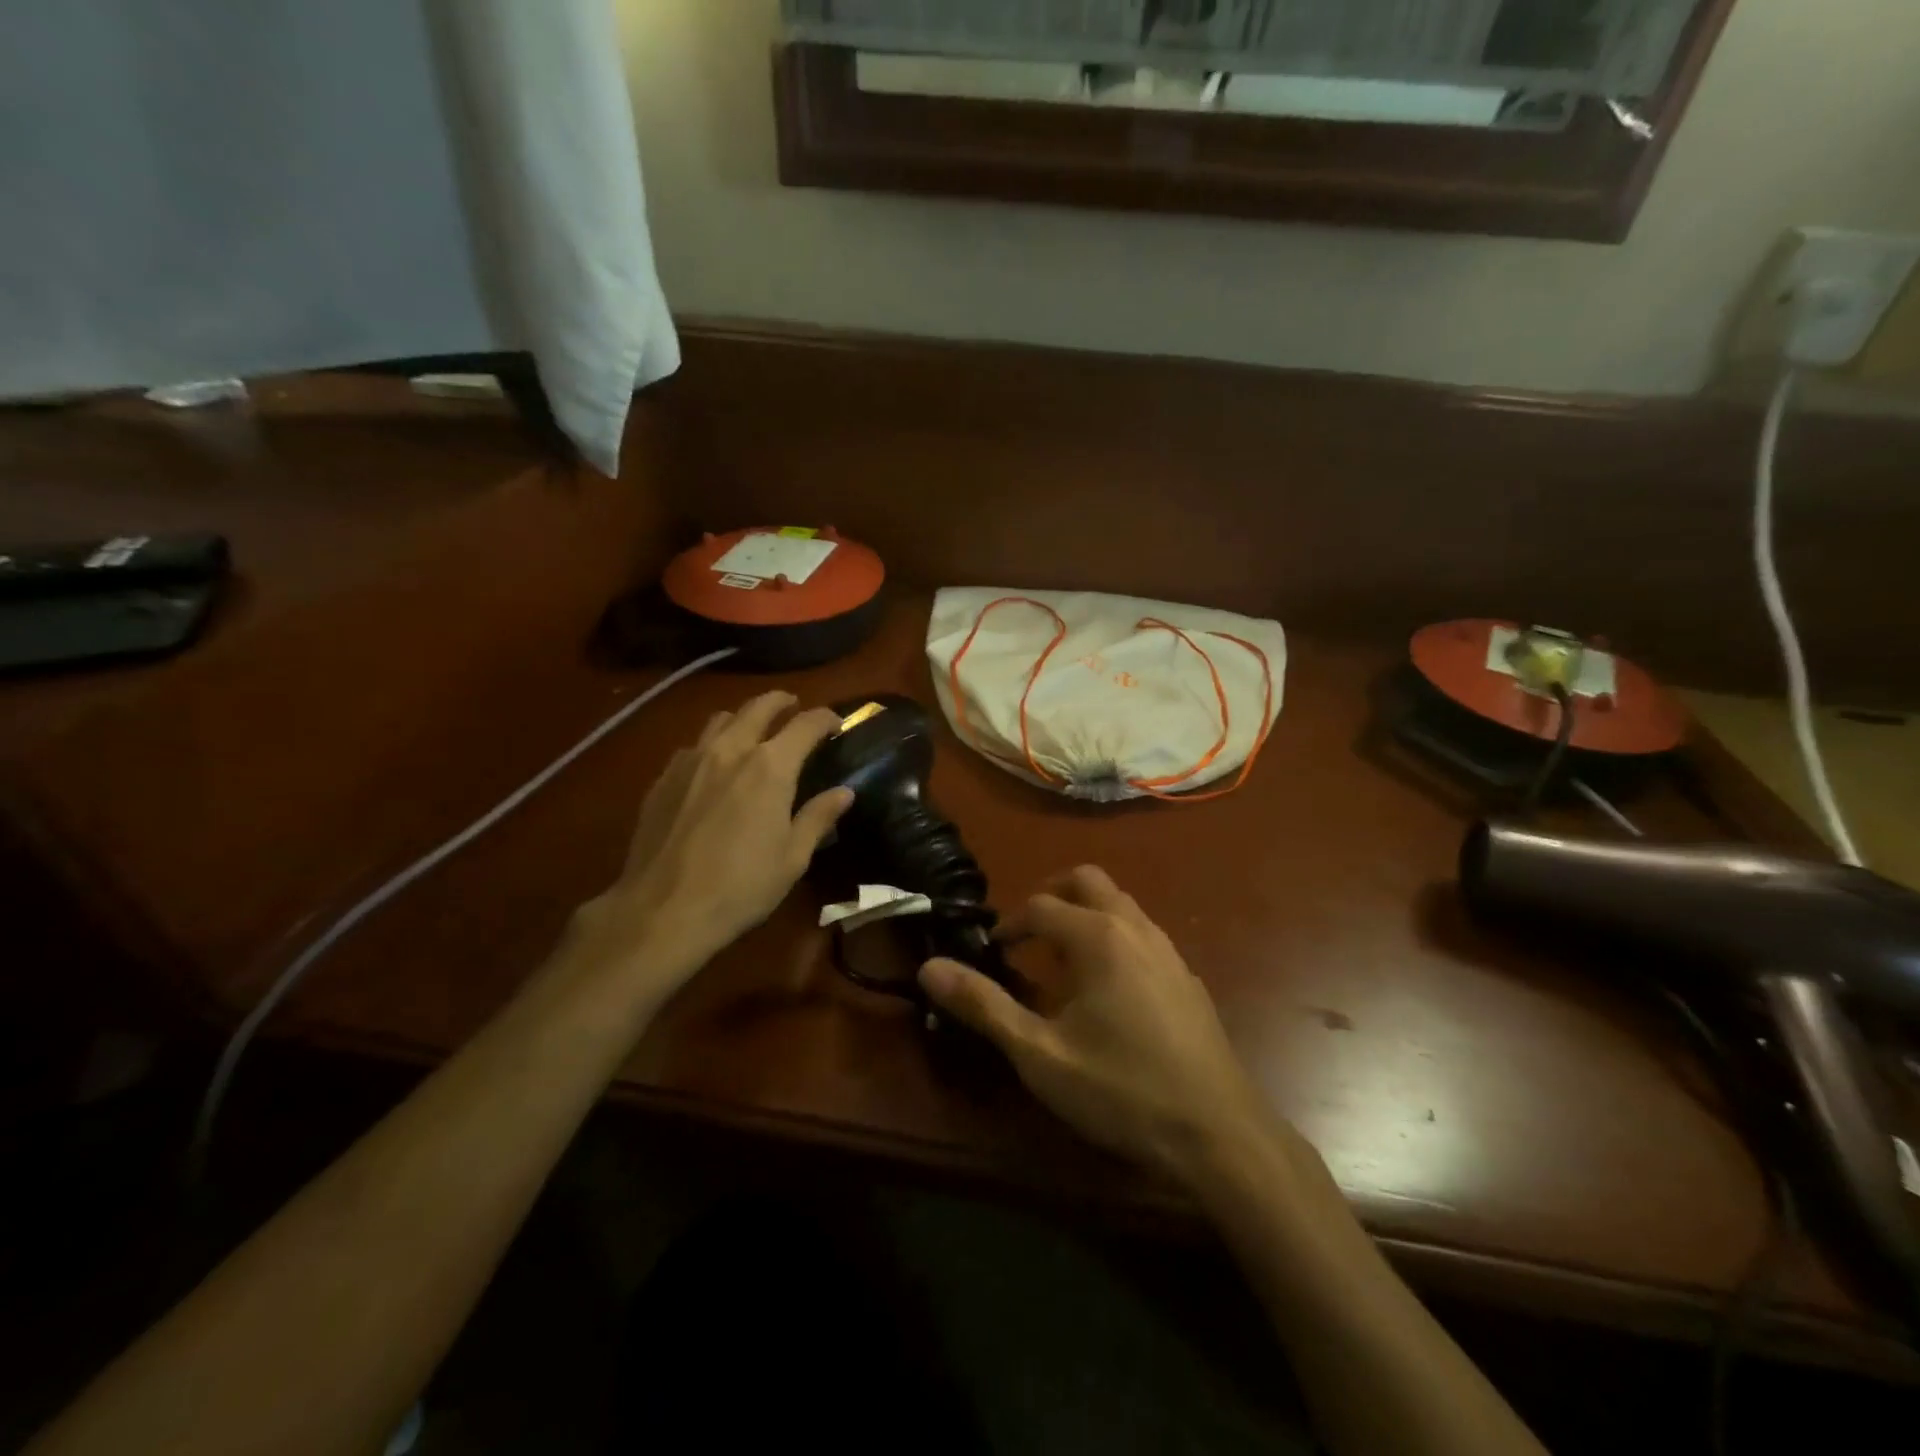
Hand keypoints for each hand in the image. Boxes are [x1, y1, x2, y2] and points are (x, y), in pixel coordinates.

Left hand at [569, 691, 852, 997]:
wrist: (663, 910)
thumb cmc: (741, 886)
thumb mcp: (792, 857)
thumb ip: (818, 817)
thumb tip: (844, 792)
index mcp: (770, 766)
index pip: (806, 724)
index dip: (826, 718)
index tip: (836, 724)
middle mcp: (730, 750)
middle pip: (759, 706)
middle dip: (782, 701)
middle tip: (794, 707)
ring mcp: (691, 760)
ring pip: (721, 719)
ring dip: (743, 718)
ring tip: (752, 733)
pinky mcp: (662, 779)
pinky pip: (692, 746)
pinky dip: (711, 745)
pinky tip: (713, 769)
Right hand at [919, 866, 1288, 1187]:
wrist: (1217, 1133)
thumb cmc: (1120, 1089)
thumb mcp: (1039, 1054)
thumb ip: (983, 1006)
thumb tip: (930, 967)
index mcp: (1097, 936)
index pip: (1040, 905)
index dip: (1009, 925)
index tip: (992, 954)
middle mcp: (1135, 927)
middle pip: (1087, 881)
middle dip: (1051, 896)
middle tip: (1027, 936)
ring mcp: (1167, 949)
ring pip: (1119, 904)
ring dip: (1084, 916)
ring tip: (1061, 964)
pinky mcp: (1186, 976)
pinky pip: (1141, 933)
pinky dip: (1113, 938)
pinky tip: (1107, 992)